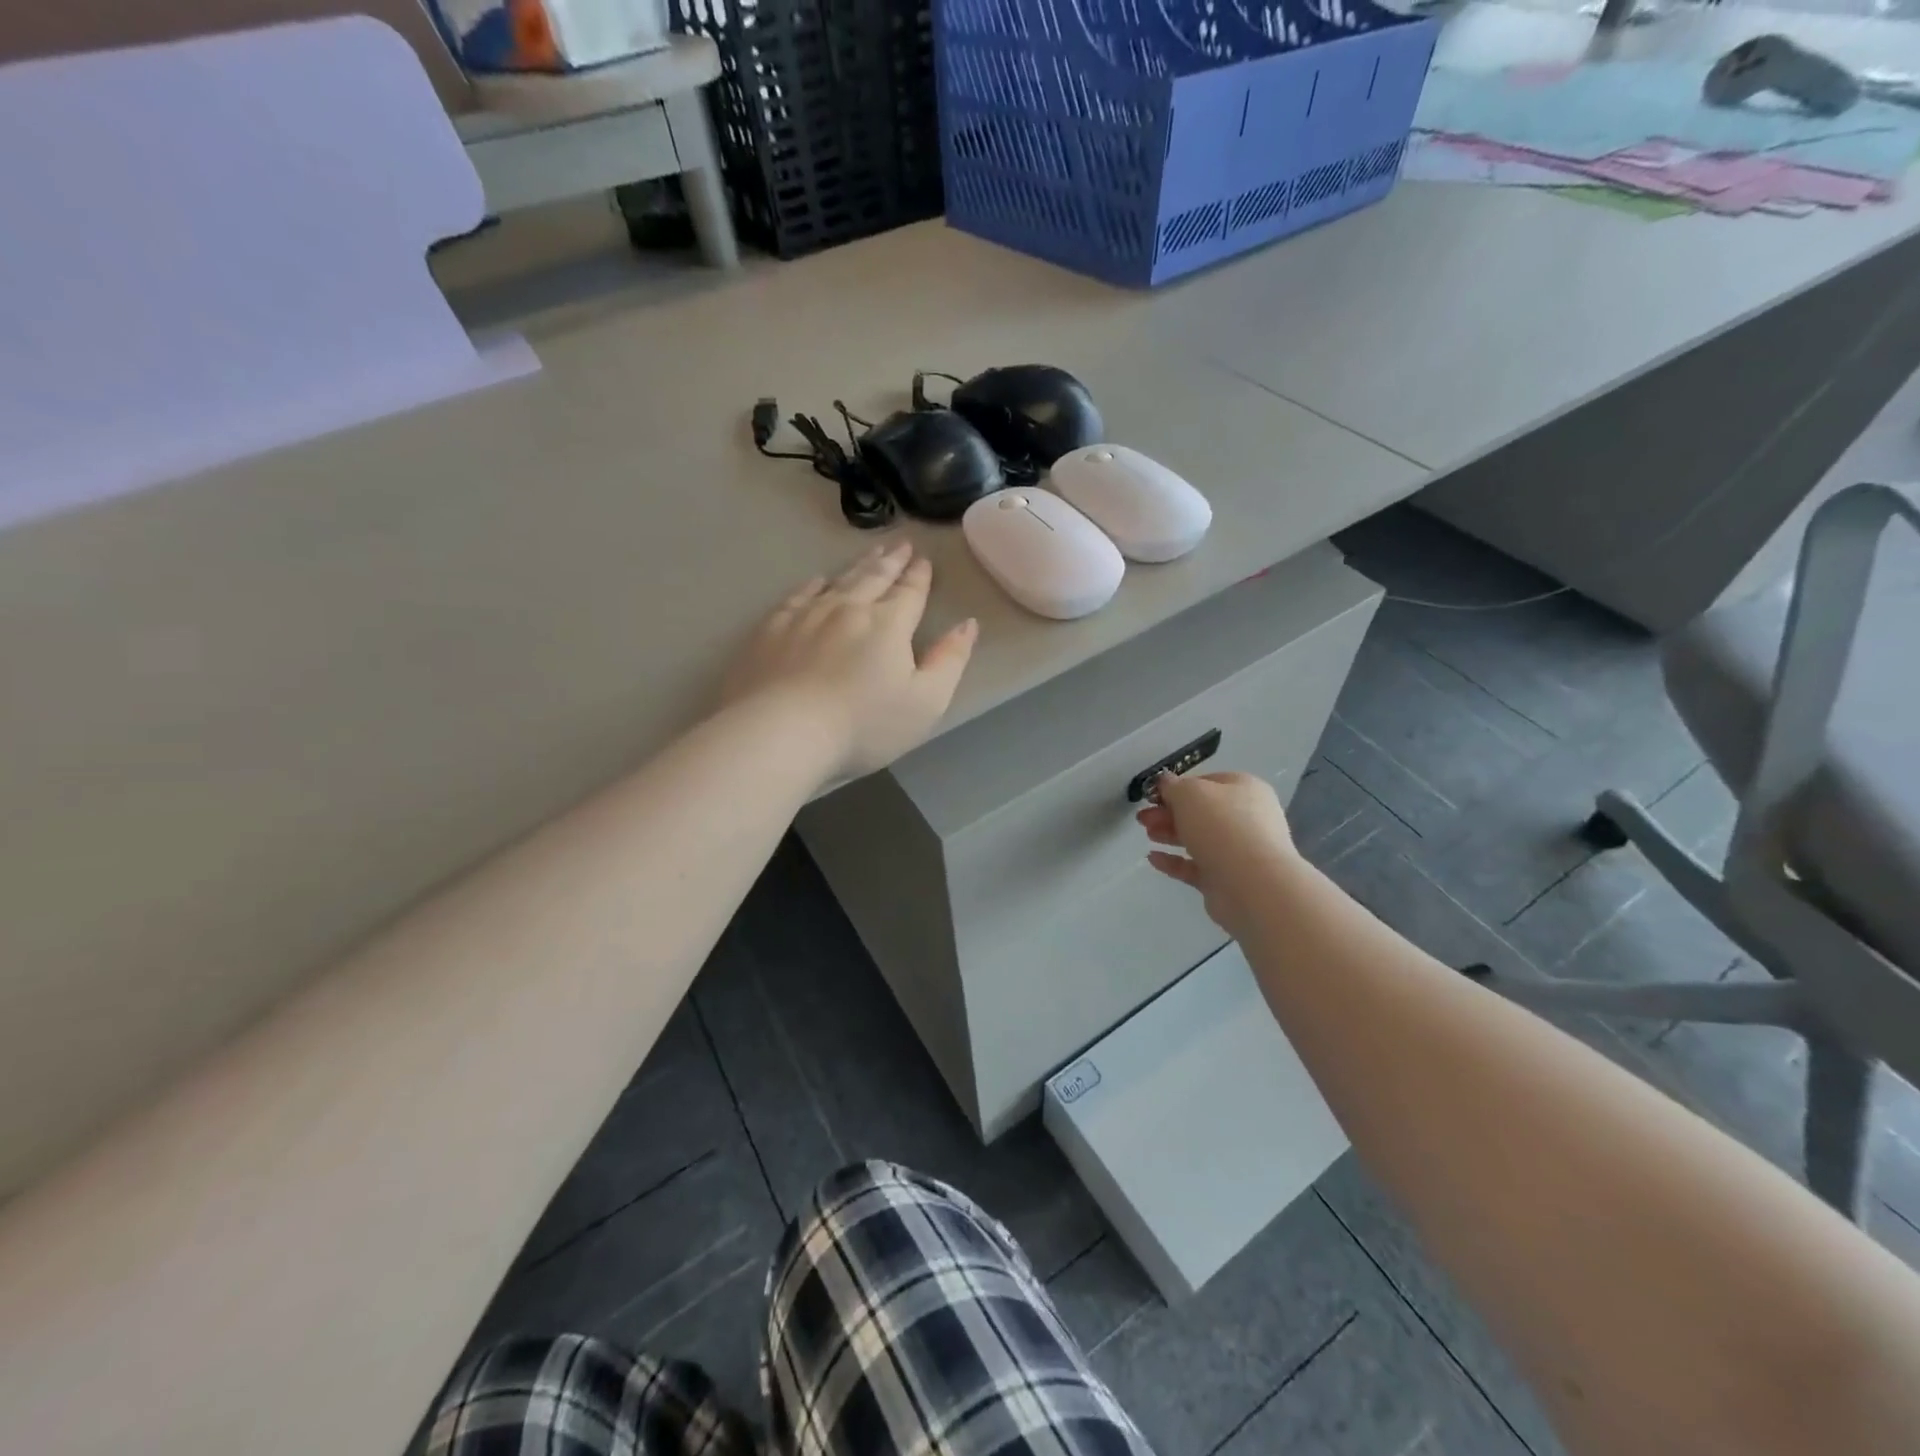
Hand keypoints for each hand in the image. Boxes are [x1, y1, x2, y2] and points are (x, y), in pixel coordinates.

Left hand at [722, 541, 977, 780]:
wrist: (783, 732)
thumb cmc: (863, 725)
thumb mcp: (926, 702)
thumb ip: (949, 661)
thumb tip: (968, 625)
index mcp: (888, 625)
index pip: (909, 593)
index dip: (919, 576)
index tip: (924, 559)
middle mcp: (849, 609)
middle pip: (875, 578)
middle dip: (892, 561)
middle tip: (901, 544)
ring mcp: (806, 615)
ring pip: (839, 581)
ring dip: (859, 566)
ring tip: (871, 553)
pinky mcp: (772, 629)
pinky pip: (798, 595)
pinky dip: (814, 584)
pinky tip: (818, 581)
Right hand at [1136, 771, 1297, 937]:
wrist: (1252, 885)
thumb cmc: (1221, 826)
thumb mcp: (1189, 793)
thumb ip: (1172, 786)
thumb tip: (1165, 782)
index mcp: (1244, 790)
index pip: (1207, 782)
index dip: (1178, 787)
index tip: (1152, 796)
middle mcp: (1246, 818)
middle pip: (1201, 812)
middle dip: (1169, 813)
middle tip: (1143, 818)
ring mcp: (1238, 851)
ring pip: (1198, 839)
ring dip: (1170, 834)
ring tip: (1147, 834)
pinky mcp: (1226, 879)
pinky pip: (1195, 866)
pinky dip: (1174, 861)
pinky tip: (1152, 858)